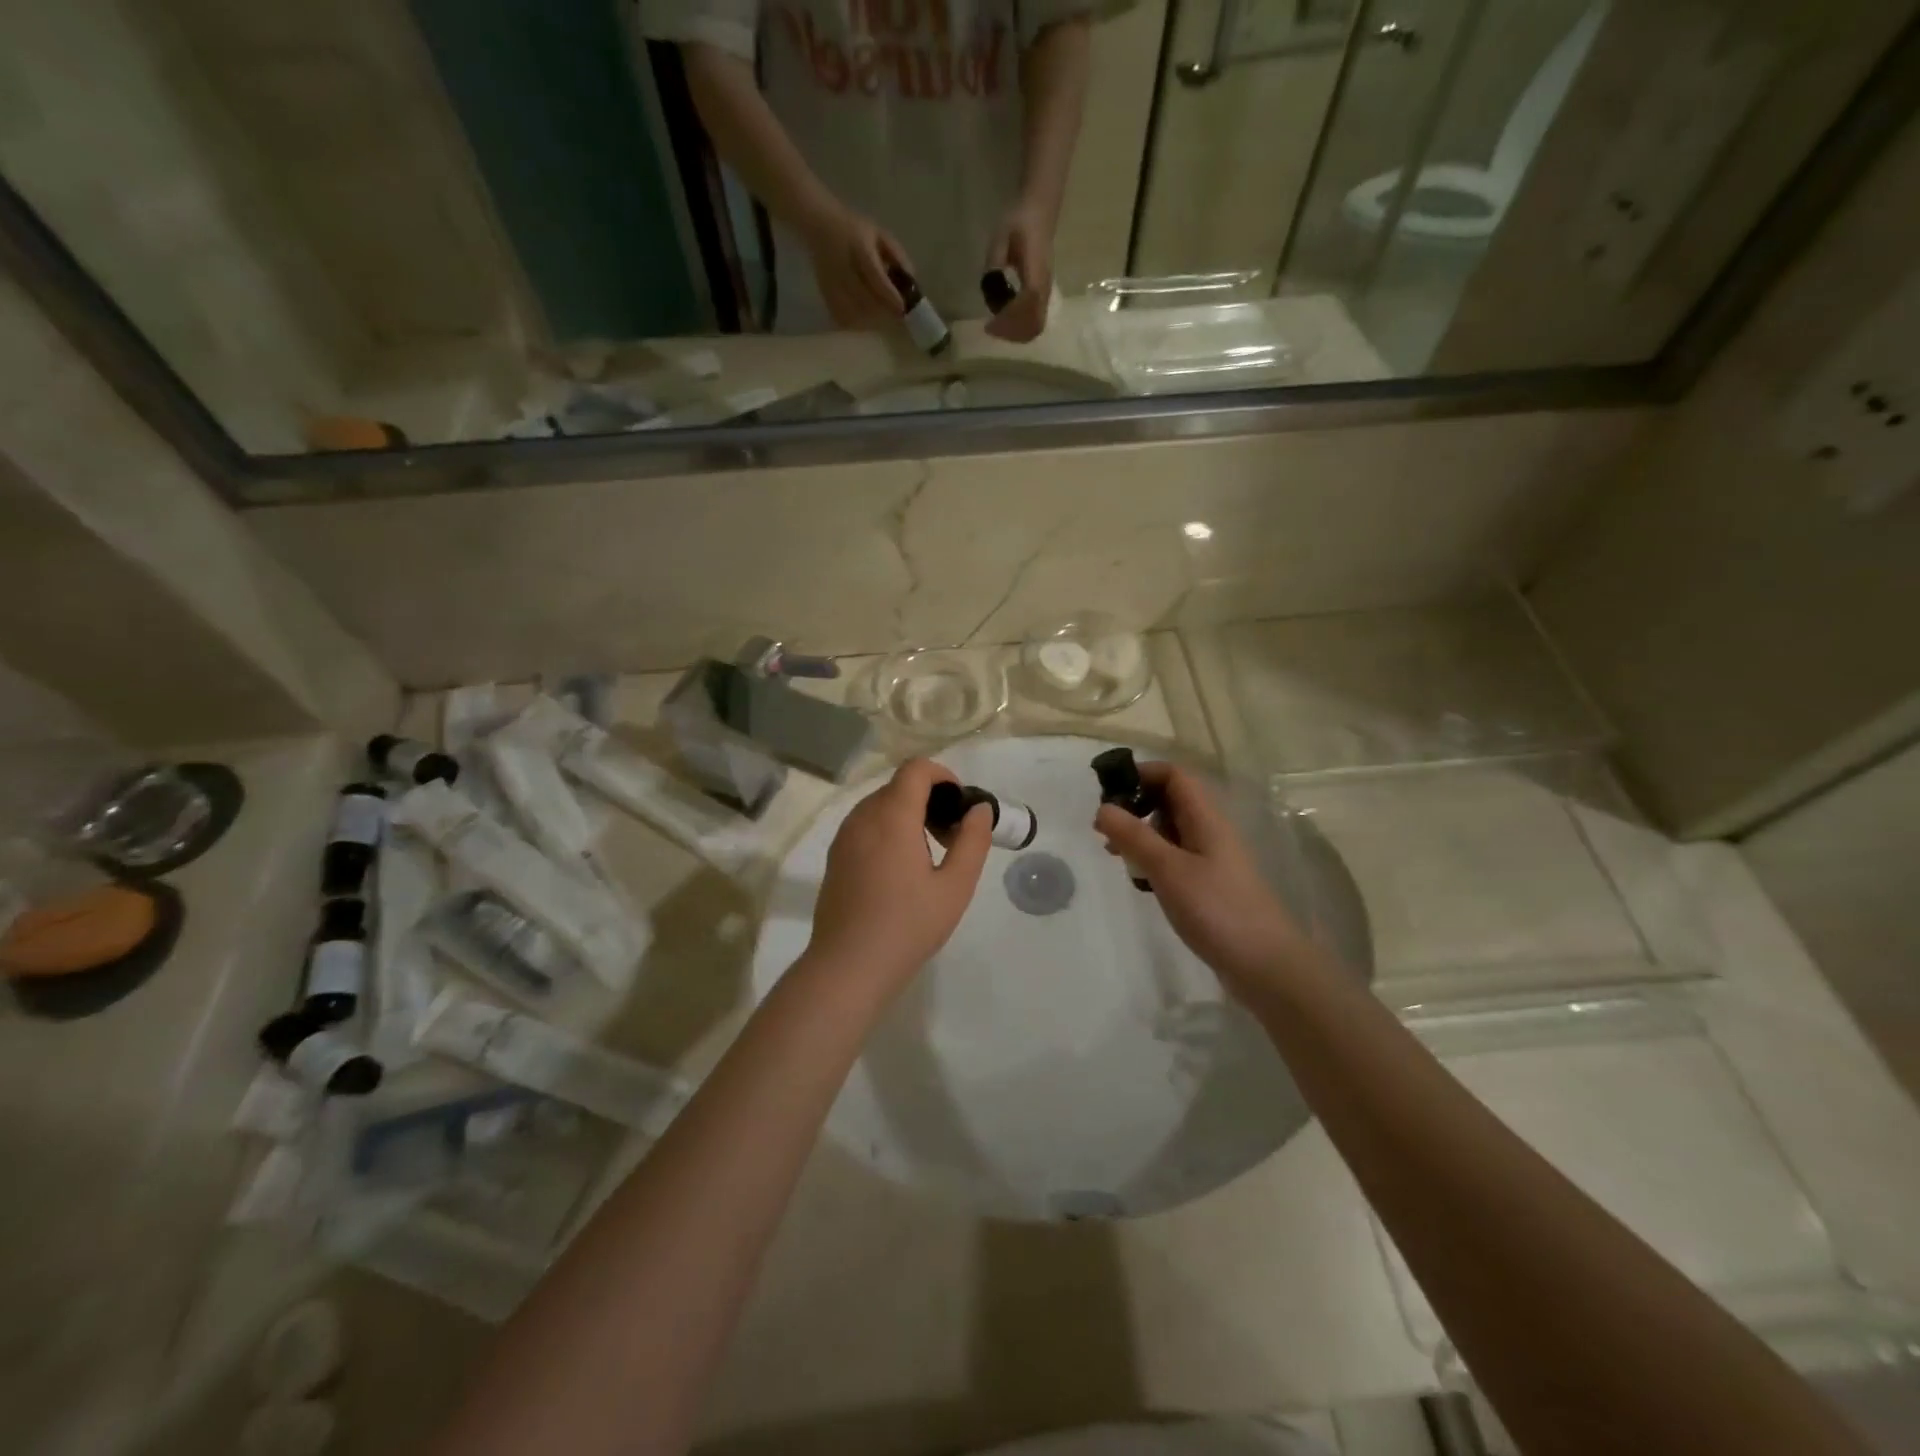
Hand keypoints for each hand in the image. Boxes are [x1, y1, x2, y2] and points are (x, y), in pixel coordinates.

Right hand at [800, 204, 912, 328]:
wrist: (820, 226)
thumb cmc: (855, 230)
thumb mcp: (879, 234)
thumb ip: (897, 255)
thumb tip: (912, 282)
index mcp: (858, 246)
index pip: (875, 276)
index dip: (889, 295)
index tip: (902, 308)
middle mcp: (843, 266)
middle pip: (865, 300)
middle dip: (883, 310)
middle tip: (895, 312)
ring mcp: (831, 283)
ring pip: (854, 313)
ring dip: (871, 318)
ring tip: (881, 313)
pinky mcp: (825, 295)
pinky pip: (843, 317)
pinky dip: (856, 322)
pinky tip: (864, 316)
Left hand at [807, 758, 992, 991]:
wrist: (848, 967)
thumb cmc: (907, 927)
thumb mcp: (955, 887)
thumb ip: (972, 841)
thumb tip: (978, 810)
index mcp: (892, 817)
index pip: (916, 769)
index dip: (943, 776)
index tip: (960, 805)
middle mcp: (863, 817)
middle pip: (899, 786)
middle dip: (930, 799)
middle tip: (951, 837)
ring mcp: (844, 836)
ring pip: (881, 805)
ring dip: (908, 814)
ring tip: (928, 856)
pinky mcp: (835, 857)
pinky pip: (865, 825)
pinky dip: (888, 830)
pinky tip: (900, 871)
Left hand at [984, 204, 1053, 342]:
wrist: (1040, 209)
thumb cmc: (1020, 220)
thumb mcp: (1001, 236)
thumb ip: (995, 261)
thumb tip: (989, 285)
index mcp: (1036, 272)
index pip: (1026, 306)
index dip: (1008, 320)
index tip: (989, 324)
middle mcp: (1044, 287)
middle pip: (1034, 324)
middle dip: (1011, 332)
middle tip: (991, 329)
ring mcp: (1046, 292)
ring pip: (1036, 326)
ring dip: (1016, 333)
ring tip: (997, 327)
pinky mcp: (1043, 294)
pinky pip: (1035, 320)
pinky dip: (1020, 327)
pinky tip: (1005, 320)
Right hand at [1094, 762, 1309, 1000]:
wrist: (1265, 965)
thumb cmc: (1217, 909)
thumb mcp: (1168, 869)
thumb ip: (1134, 836)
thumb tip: (1103, 807)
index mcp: (1206, 818)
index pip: (1174, 775)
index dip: (1142, 774)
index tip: (1108, 792)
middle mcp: (1211, 831)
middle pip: (1171, 800)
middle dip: (1136, 806)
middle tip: (1105, 830)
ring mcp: (1212, 858)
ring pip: (1171, 830)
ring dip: (1142, 835)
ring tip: (1116, 857)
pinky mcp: (1210, 884)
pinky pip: (1176, 857)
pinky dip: (1154, 860)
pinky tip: (1141, 881)